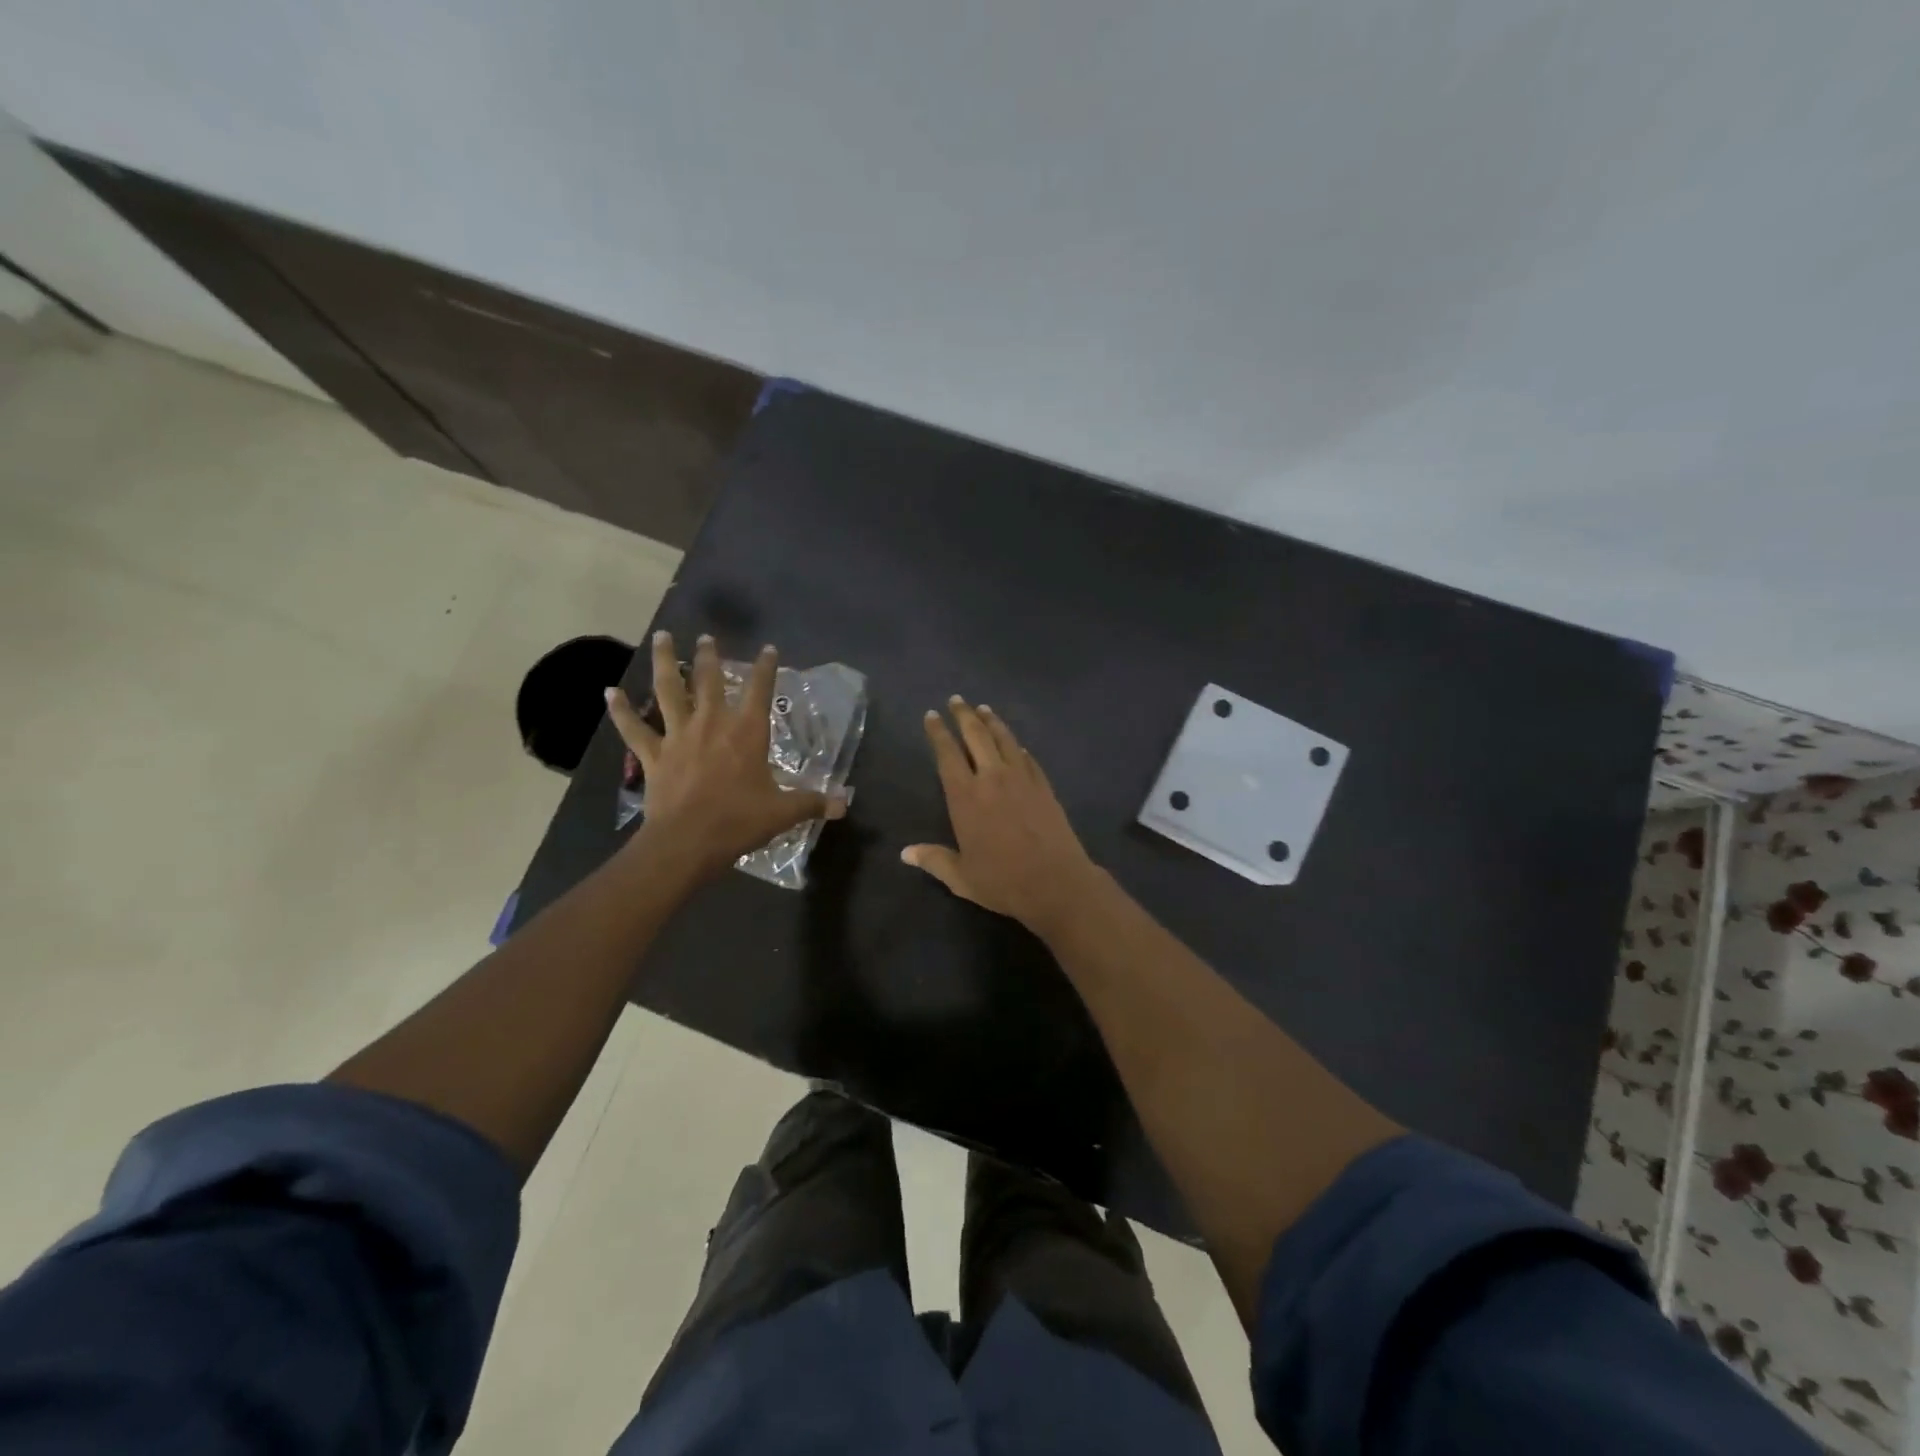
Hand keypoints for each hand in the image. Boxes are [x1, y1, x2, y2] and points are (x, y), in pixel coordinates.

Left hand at [605, 632, 846, 878]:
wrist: (688, 841)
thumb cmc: (739, 821)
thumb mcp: (783, 812)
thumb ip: (814, 803)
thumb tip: (845, 803)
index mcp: (747, 733)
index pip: (761, 691)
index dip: (767, 668)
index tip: (769, 649)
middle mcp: (713, 724)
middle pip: (710, 680)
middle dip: (710, 656)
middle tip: (706, 637)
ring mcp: (679, 736)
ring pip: (669, 691)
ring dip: (664, 662)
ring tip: (661, 637)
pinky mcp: (653, 755)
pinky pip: (634, 728)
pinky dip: (621, 710)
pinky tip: (609, 692)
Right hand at [903, 697, 1103, 934]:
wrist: (1056, 882)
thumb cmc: (1002, 881)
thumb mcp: (961, 877)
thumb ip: (933, 860)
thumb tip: (905, 853)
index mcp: (966, 797)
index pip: (947, 755)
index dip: (938, 733)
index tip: (931, 715)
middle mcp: (992, 778)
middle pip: (976, 736)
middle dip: (964, 715)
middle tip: (956, 699)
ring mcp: (1022, 779)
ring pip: (1004, 740)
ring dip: (992, 721)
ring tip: (983, 709)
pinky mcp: (1044, 786)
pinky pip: (1028, 758)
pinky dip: (1018, 747)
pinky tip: (1016, 744)